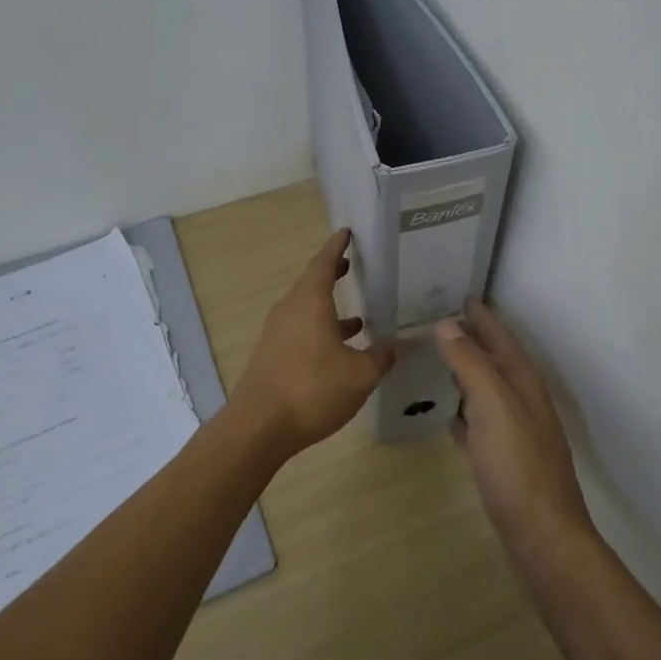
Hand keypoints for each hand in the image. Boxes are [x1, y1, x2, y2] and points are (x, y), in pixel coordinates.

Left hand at [233, 229, 395, 455]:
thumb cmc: (312, 389)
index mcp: (309, 302)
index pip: (323, 263)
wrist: (259, 427)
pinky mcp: (273, 355)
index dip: (336, 247)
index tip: (346, 232)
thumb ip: (382, 357)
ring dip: (329, 308)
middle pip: (311, 284)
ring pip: (306, 310)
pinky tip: (339, 352)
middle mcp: (290, 310)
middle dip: (332, 274)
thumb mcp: (359, 374)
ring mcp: (277, 333)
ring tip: (358, 317)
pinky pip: (300, 331)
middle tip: (352, 266)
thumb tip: (402, 344)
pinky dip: (320, 331)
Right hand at [436, 299, 593, 553]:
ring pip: (486, 391)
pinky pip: (478, 423)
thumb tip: (448, 324)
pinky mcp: (500, 461)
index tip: (462, 294)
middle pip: (495, 361)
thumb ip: (471, 364)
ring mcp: (512, 433)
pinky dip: (464, 410)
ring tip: (440, 357)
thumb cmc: (518, 467)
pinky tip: (449, 413)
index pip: (502, 339)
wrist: (542, 536)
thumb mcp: (493, 406)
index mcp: (523, 384)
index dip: (483, 317)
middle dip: (473, 339)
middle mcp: (521, 403)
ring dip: (467, 372)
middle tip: (442, 319)